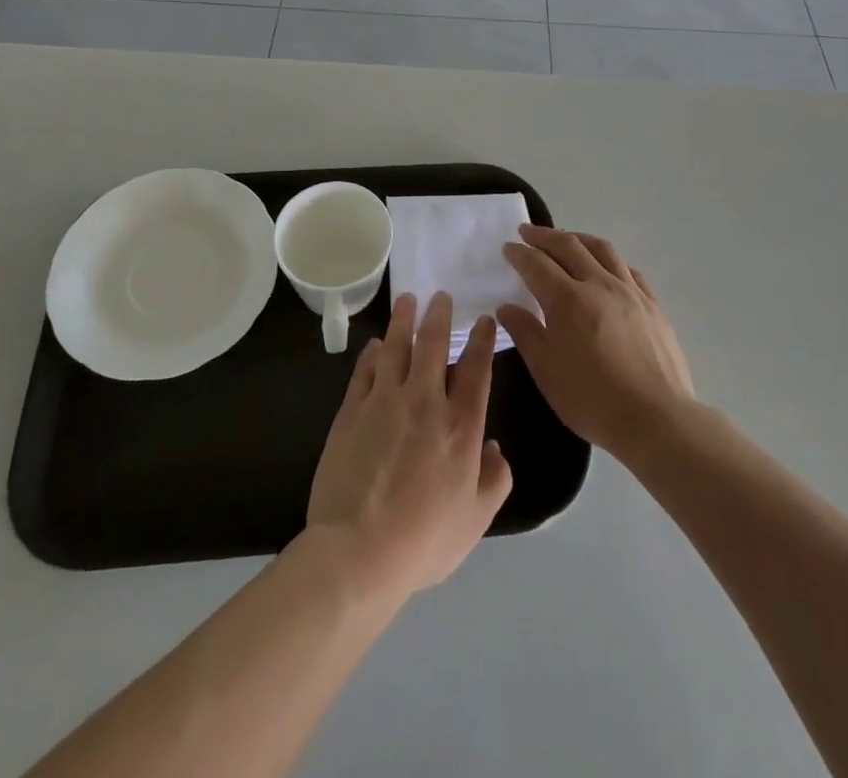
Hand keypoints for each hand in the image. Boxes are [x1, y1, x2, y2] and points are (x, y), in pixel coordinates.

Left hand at [305, 292, 512, 602]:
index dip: (483, 341)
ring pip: (396, 347)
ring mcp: (384, 401)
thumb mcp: (476, 519)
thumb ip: (495, 480)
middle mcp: (424, 401)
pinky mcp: (352, 410)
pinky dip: (372, 353)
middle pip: (434, 345)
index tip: (485, 321)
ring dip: (403, 320)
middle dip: (439, 316)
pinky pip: (365, 370)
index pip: (476, 370)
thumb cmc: (424, 539)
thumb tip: (495, 448)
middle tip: (441, 296)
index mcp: (461, 425)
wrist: (358, 550)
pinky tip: (375, 345)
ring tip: (407, 300)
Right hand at [498, 225, 694, 458]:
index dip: (519, 253)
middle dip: (544, 236)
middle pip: (569, 246)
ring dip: (578, 238)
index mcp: (567, 299)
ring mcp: (630, 291)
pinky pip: (627, 269)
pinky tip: (606, 268)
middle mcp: (598, 284)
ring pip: (602, 249)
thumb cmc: (592, 398)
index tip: (508, 248)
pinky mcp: (652, 305)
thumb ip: (525, 333)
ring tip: (566, 238)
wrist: (656, 418)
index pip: (537, 264)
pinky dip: (609, 261)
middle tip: (528, 231)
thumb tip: (507, 307)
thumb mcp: (546, 371)